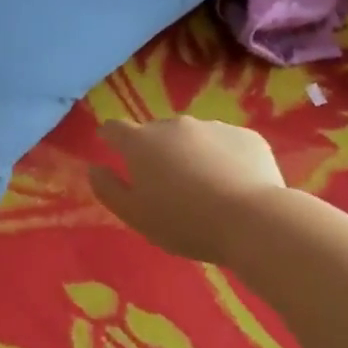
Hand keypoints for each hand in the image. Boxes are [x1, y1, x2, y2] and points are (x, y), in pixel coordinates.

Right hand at [88, 117, 285, 262]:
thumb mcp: (135, 215)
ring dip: (190, 154)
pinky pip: (225, 145)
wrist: (252, 220)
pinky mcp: (247, 136)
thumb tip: (94, 169)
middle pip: (156, 133)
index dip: (110, 137)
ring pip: (193, 138)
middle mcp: (175, 125)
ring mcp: (214, 127)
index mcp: (141, 143)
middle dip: (155, 151)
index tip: (110, 147)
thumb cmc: (183, 222)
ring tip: (203, 188)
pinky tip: (232, 185)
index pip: (115, 128)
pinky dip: (223, 159)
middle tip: (165, 184)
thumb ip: (108, 189)